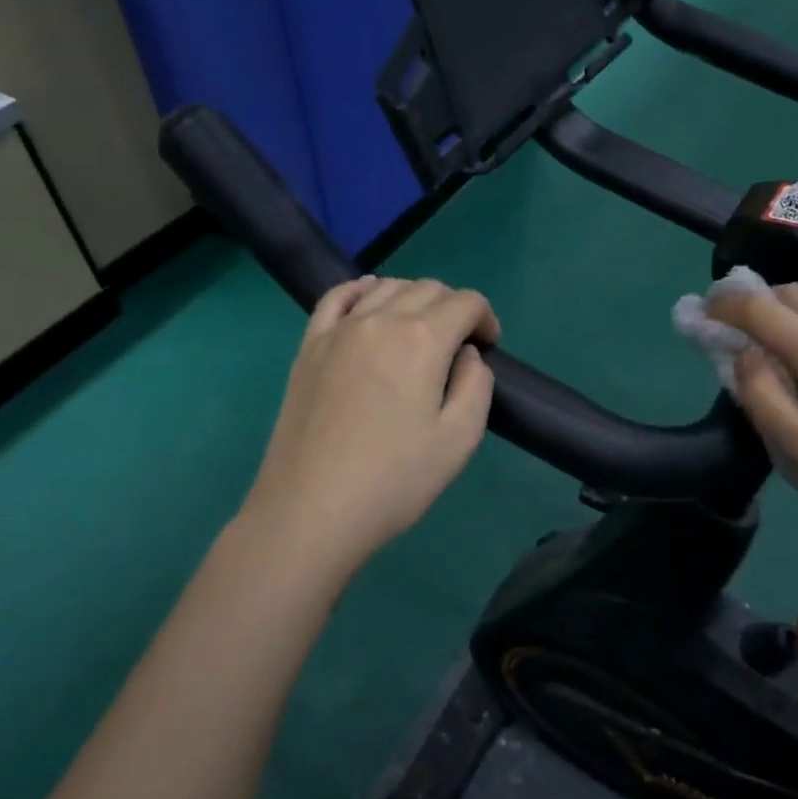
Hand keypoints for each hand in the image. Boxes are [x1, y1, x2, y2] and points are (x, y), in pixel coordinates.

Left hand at [238, 277, 498, 577]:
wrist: (311, 511)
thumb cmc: (393, 480)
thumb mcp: (459, 440)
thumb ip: (477, 385)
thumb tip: (467, 355)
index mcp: (423, 340)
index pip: (466, 302)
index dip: (486, 319)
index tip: (488, 347)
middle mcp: (380, 320)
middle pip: (428, 288)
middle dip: (454, 308)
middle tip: (458, 347)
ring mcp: (339, 330)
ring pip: (386, 287)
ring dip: (413, 298)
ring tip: (419, 332)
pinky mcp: (309, 346)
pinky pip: (336, 297)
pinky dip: (360, 289)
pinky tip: (369, 299)